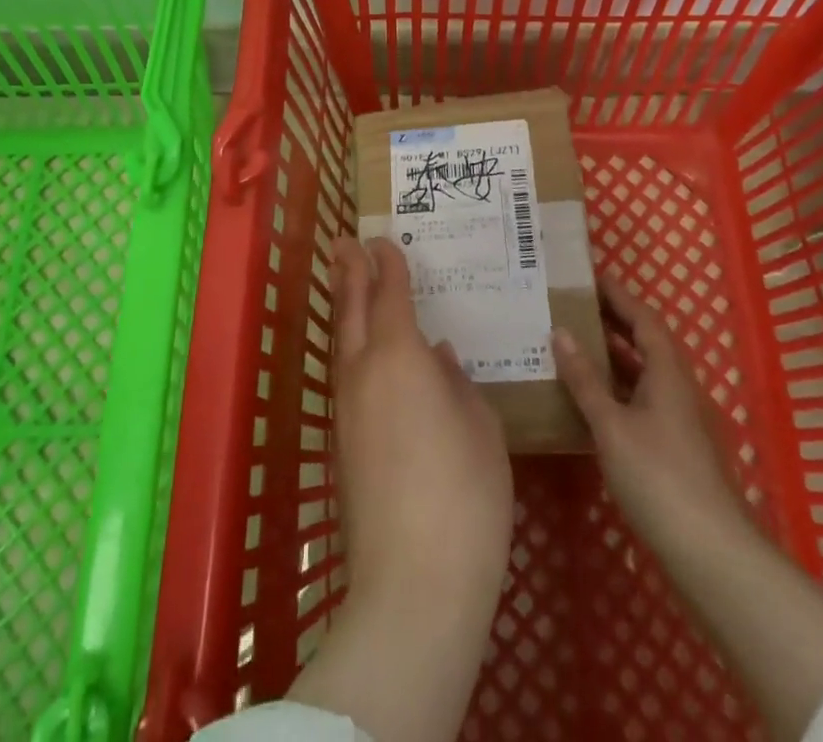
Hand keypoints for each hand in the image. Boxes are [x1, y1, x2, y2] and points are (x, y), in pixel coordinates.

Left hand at [285, 237, 512, 741]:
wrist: (413, 582)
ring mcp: (347, 409)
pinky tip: (368, 356)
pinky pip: (345, 375)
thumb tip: (439, 357)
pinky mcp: (342, 443)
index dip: (388, 264)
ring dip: (345, 308)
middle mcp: (363, 371)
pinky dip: (351, 347)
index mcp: (400, 355)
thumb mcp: (481, 427)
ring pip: (342, 342)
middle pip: (352, 309)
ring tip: (349, 285)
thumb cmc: (464, 493)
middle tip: (345, 242)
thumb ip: (457, 383)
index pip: (390, 293)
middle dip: (349, 272)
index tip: (383, 240)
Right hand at [556, 268, 822, 741]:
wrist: (710, 553)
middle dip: (611, 321)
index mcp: (668, 372)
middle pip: (644, 342)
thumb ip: (585, 379)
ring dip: (611, 355)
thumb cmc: (659, 477)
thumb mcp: (612, 424)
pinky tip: (587, 398)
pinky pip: (639, 400)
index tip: (588, 275)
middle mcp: (676, 388)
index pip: (643, 318)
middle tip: (570, 305)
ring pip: (641, 373)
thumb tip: (560, 332)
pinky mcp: (672, 448)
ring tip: (570, 343)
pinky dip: (614, 389)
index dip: (618, 294)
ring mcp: (677, 420)